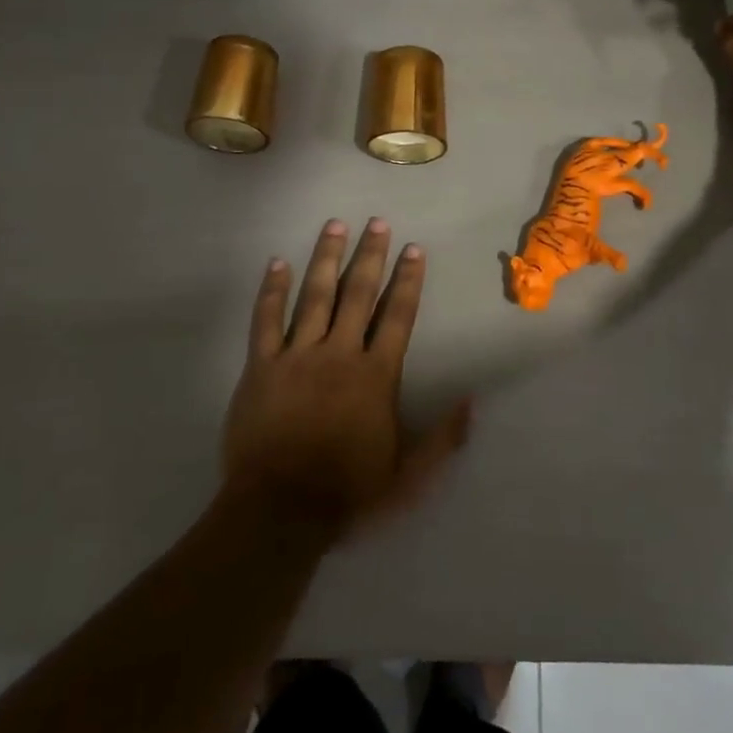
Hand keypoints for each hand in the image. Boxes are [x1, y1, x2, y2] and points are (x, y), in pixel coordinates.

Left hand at [222, 218, 471, 540]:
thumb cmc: (348, 491)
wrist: (280, 511)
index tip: (414, 249)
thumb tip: (471, 400)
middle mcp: (339, 353)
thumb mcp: (408, 474)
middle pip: (358, 293)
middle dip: (370, 255)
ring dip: (326, 258)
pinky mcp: (262, 367)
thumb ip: (442, 438)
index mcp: (376, 374)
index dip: (408, 280)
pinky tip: (277, 263)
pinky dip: (272, 291)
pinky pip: (266, 321)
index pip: (398, 316)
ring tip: (334, 225)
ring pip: (314, 296)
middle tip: (376, 222)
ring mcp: (297, 356)